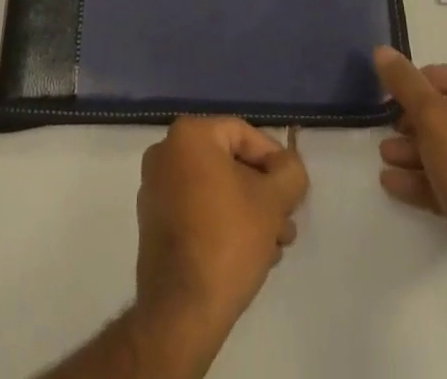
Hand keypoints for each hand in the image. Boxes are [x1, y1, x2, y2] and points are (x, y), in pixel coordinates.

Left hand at [130, 117, 308, 368]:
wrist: (181, 312)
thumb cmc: (228, 240)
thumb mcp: (272, 202)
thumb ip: (290, 173)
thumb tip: (289, 166)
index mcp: (189, 135)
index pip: (243, 133)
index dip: (274, 160)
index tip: (293, 191)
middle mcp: (166, 153)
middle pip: (229, 163)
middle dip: (263, 193)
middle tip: (287, 222)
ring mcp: (155, 189)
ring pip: (215, 189)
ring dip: (249, 212)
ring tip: (275, 245)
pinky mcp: (153, 223)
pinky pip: (197, 209)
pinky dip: (224, 223)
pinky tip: (251, 254)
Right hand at [373, 48, 446, 318]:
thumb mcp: (435, 119)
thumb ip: (407, 84)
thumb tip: (383, 51)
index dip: (439, 77)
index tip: (409, 86)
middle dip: (419, 119)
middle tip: (392, 122)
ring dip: (417, 150)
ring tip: (386, 154)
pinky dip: (426, 181)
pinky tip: (394, 184)